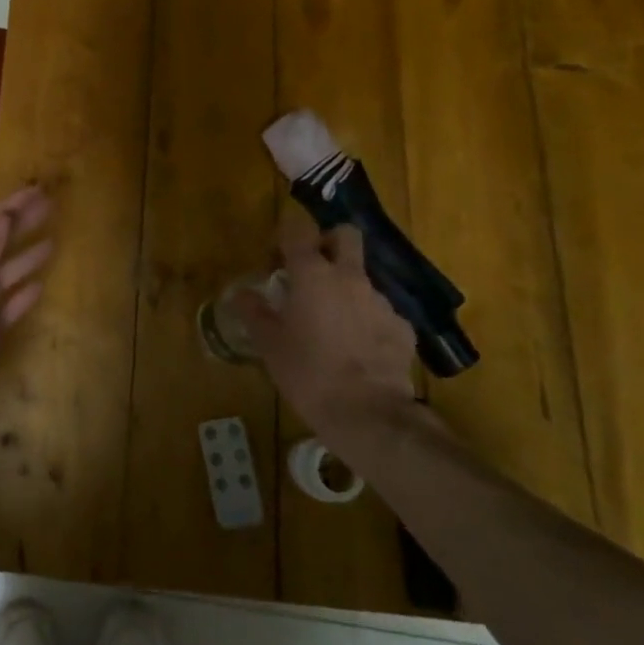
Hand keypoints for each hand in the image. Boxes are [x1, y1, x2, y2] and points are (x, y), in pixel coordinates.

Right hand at [234, 210, 420, 445]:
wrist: (368, 414)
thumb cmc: (308, 373)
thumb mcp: (269, 344)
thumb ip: (254, 312)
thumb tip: (241, 294)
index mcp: (312, 275)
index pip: (298, 229)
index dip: (285, 236)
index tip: (276, 259)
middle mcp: (349, 277)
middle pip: (345, 235)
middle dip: (329, 242)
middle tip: (312, 271)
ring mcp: (380, 301)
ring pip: (362, 278)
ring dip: (346, 290)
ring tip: (333, 325)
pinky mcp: (402, 328)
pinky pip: (380, 313)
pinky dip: (367, 322)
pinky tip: (358, 349)